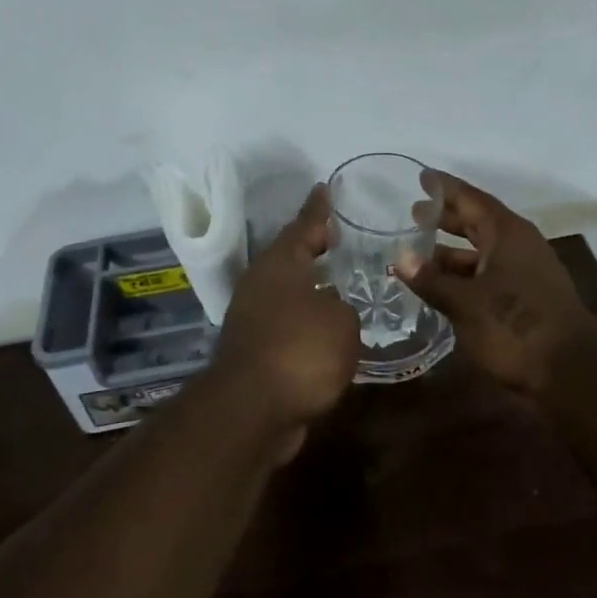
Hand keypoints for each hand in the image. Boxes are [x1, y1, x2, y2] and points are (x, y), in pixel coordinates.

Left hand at [210, 185, 358, 460]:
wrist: (252, 410)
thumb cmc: (300, 351)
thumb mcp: (340, 320)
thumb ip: (343, 306)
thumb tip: (332, 309)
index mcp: (280, 264)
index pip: (304, 224)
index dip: (319, 208)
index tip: (326, 188)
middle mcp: (261, 284)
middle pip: (292, 256)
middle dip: (316, 247)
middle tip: (343, 236)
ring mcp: (253, 317)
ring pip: (289, 291)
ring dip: (312, 286)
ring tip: (344, 281)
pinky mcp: (255, 350)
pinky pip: (288, 322)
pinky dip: (307, 320)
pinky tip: (330, 327)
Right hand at [400, 172, 596, 399]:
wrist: (571, 372)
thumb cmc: (515, 327)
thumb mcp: (465, 303)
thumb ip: (432, 280)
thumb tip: (401, 257)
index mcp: (507, 233)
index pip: (471, 199)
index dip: (445, 188)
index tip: (421, 177)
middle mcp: (519, 245)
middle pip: (478, 222)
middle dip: (446, 218)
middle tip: (414, 214)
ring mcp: (527, 272)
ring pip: (483, 251)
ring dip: (453, 252)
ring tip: (419, 254)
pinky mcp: (528, 298)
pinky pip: (490, 273)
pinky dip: (465, 274)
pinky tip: (445, 286)